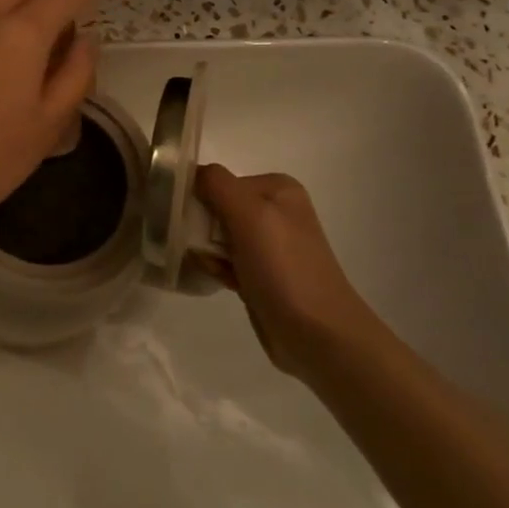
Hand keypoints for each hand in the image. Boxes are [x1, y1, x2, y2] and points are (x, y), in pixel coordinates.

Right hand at [193, 166, 382, 380]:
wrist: (318, 335)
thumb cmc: (283, 267)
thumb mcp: (248, 213)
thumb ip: (216, 183)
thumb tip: (190, 172)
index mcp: (277, 188)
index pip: (218, 182)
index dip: (202, 202)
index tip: (195, 225)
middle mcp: (276, 210)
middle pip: (216, 208)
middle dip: (204, 230)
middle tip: (208, 251)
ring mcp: (271, 243)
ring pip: (218, 237)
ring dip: (209, 252)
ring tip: (220, 270)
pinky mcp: (264, 273)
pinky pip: (227, 260)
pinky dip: (220, 269)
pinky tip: (225, 283)